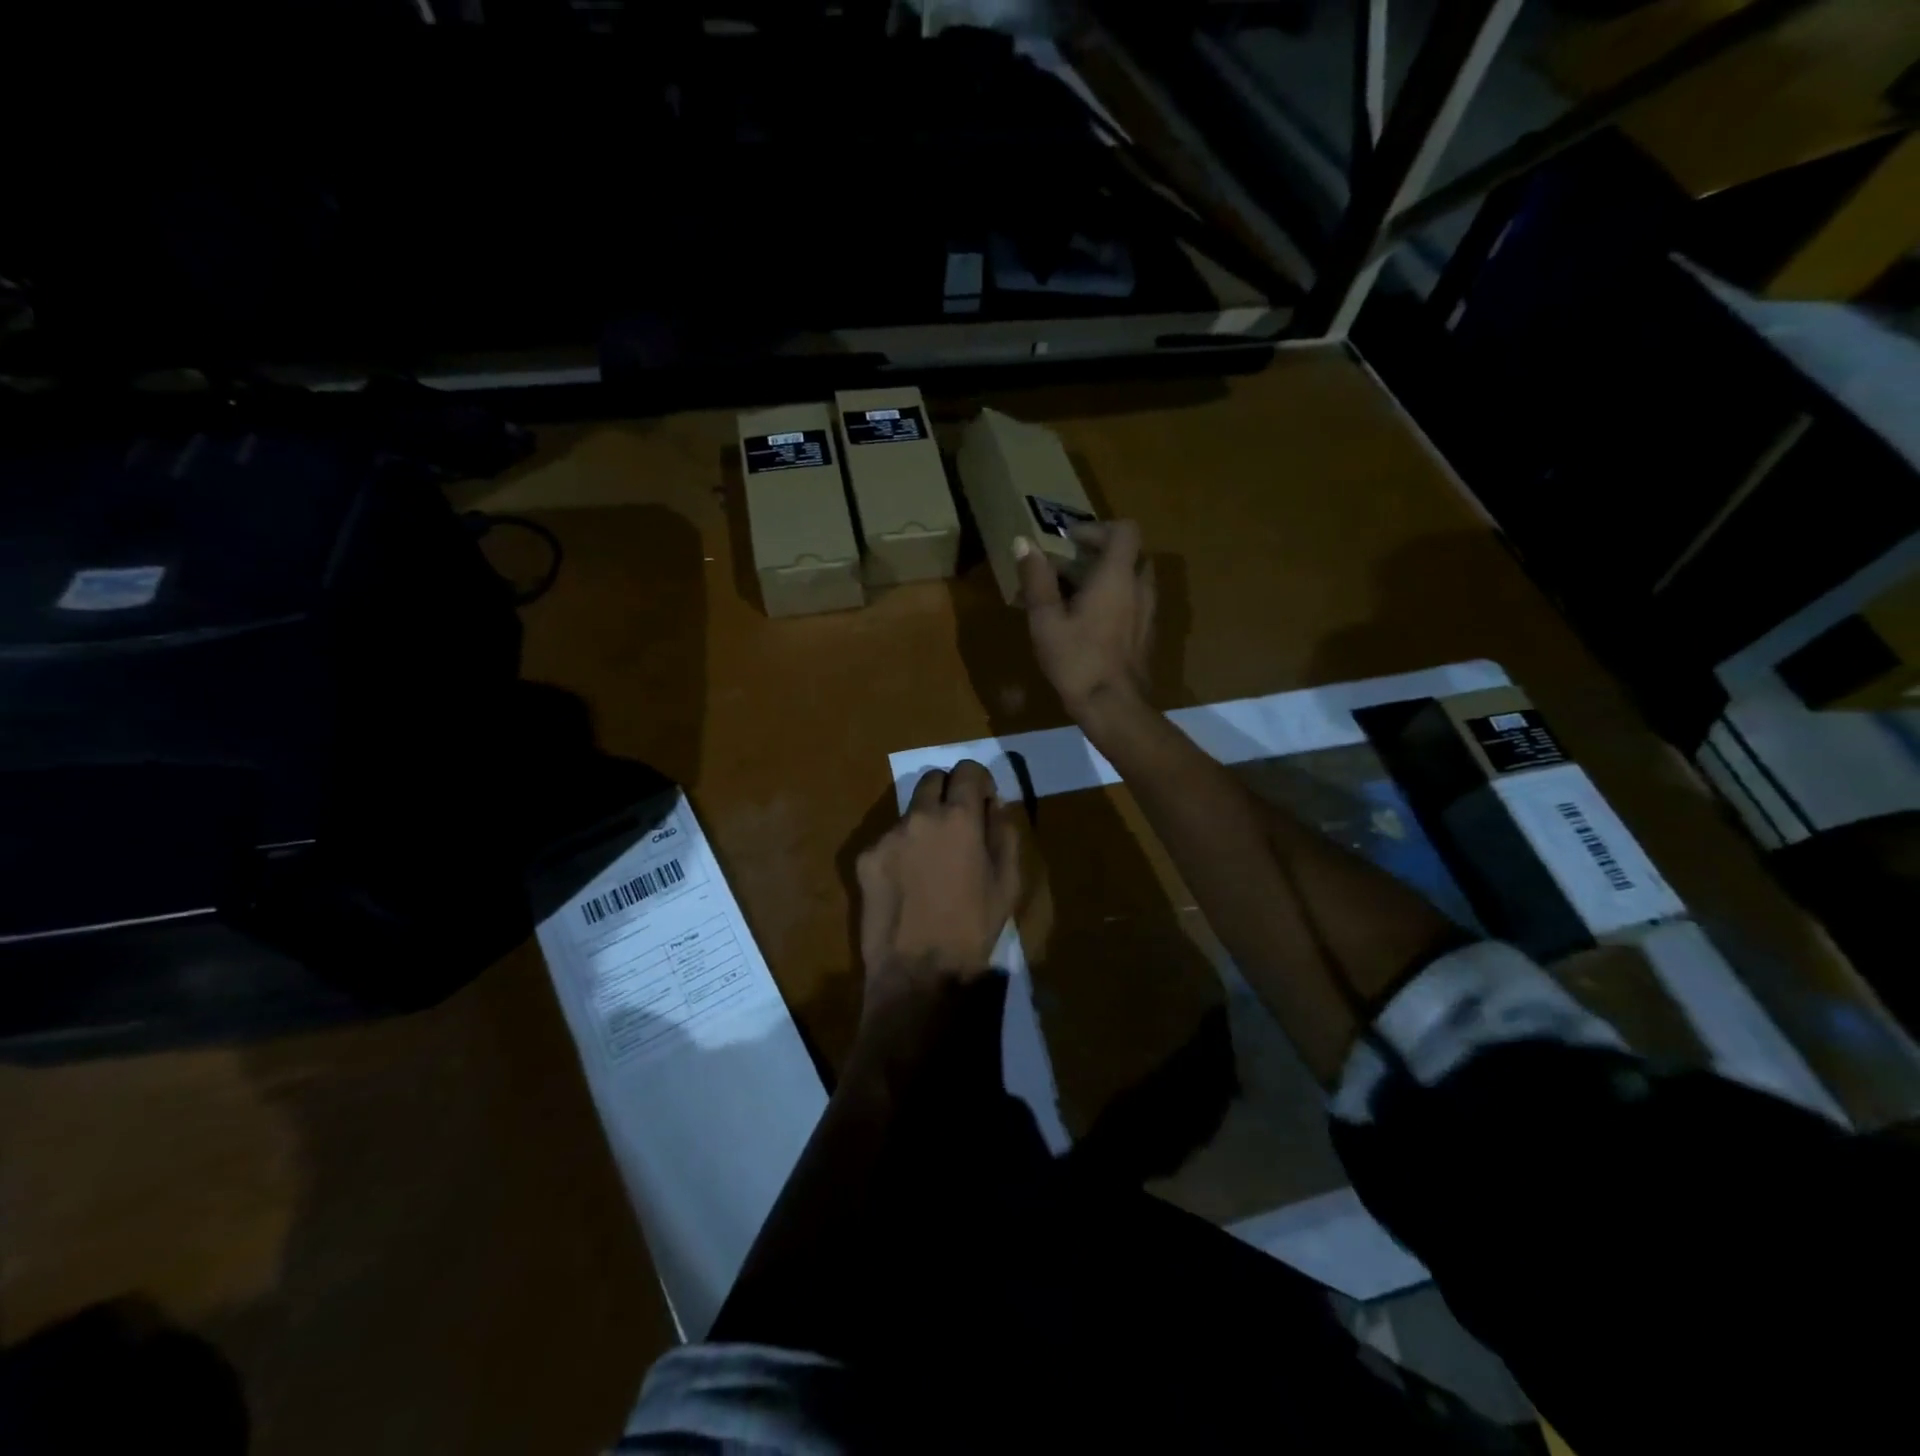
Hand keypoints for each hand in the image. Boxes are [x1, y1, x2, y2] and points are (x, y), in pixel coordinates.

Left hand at [855, 760, 1021, 1024]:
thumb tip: (994, 805)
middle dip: (947, 792)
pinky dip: (900, 851)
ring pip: (909, 812)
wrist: (919, 970)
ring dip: (923, 824)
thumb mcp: (1007, 881)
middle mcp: (919, 816)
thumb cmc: (973, 926)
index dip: (977, 779)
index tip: (982, 797)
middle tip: (957, 824)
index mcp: (959, 818)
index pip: (966, 770)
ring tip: (930, 863)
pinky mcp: (865, 858)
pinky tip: (906, 883)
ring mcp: (887, 836)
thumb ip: (1003, 832)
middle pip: (931, 780)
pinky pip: (888, 841)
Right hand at [1015, 520, 1155, 725]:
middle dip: (1102, 553)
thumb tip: (1024, 543)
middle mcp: (1139, 588)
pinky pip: (1135, 603)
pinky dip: (1116, 601)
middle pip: (1131, 554)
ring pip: (1134, 580)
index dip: (1097, 528)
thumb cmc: (1077, 660)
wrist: (1113, 706)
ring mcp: (1148, 613)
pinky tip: (1090, 623)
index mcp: (1117, 577)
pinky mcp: (1147, 635)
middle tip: (1071, 567)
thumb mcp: (1046, 619)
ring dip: (1110, 578)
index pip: (1124, 530)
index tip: (1070, 542)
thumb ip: (1036, 579)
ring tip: (1077, 596)